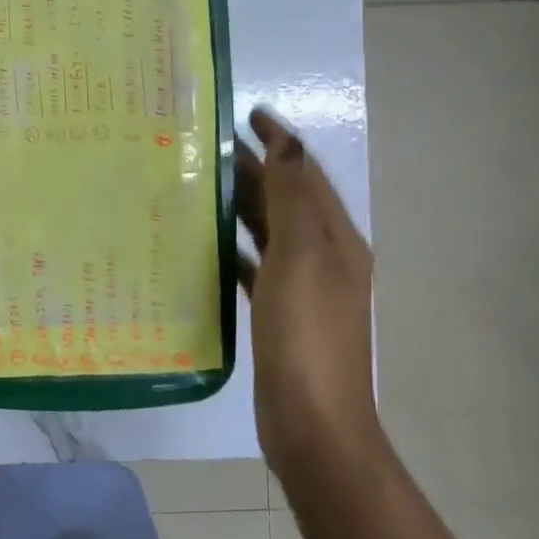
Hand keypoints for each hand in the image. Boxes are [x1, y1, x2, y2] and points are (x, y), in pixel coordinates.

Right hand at [236, 106, 377, 466]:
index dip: (281, 141)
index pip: (306, 174)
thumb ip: (293, 200)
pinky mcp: (281, 315)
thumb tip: (290, 143)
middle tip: (210, 145)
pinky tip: (209, 246)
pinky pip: (257, 266)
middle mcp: (325, 258)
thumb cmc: (306, 336)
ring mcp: (304, 289)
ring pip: (270, 231)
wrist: (313, 425)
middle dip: (257, 168)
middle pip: (287, 200)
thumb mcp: (300, 259)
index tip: (247, 113)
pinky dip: (237, 248)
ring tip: (203, 184)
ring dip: (243, 205)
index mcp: (335, 240)